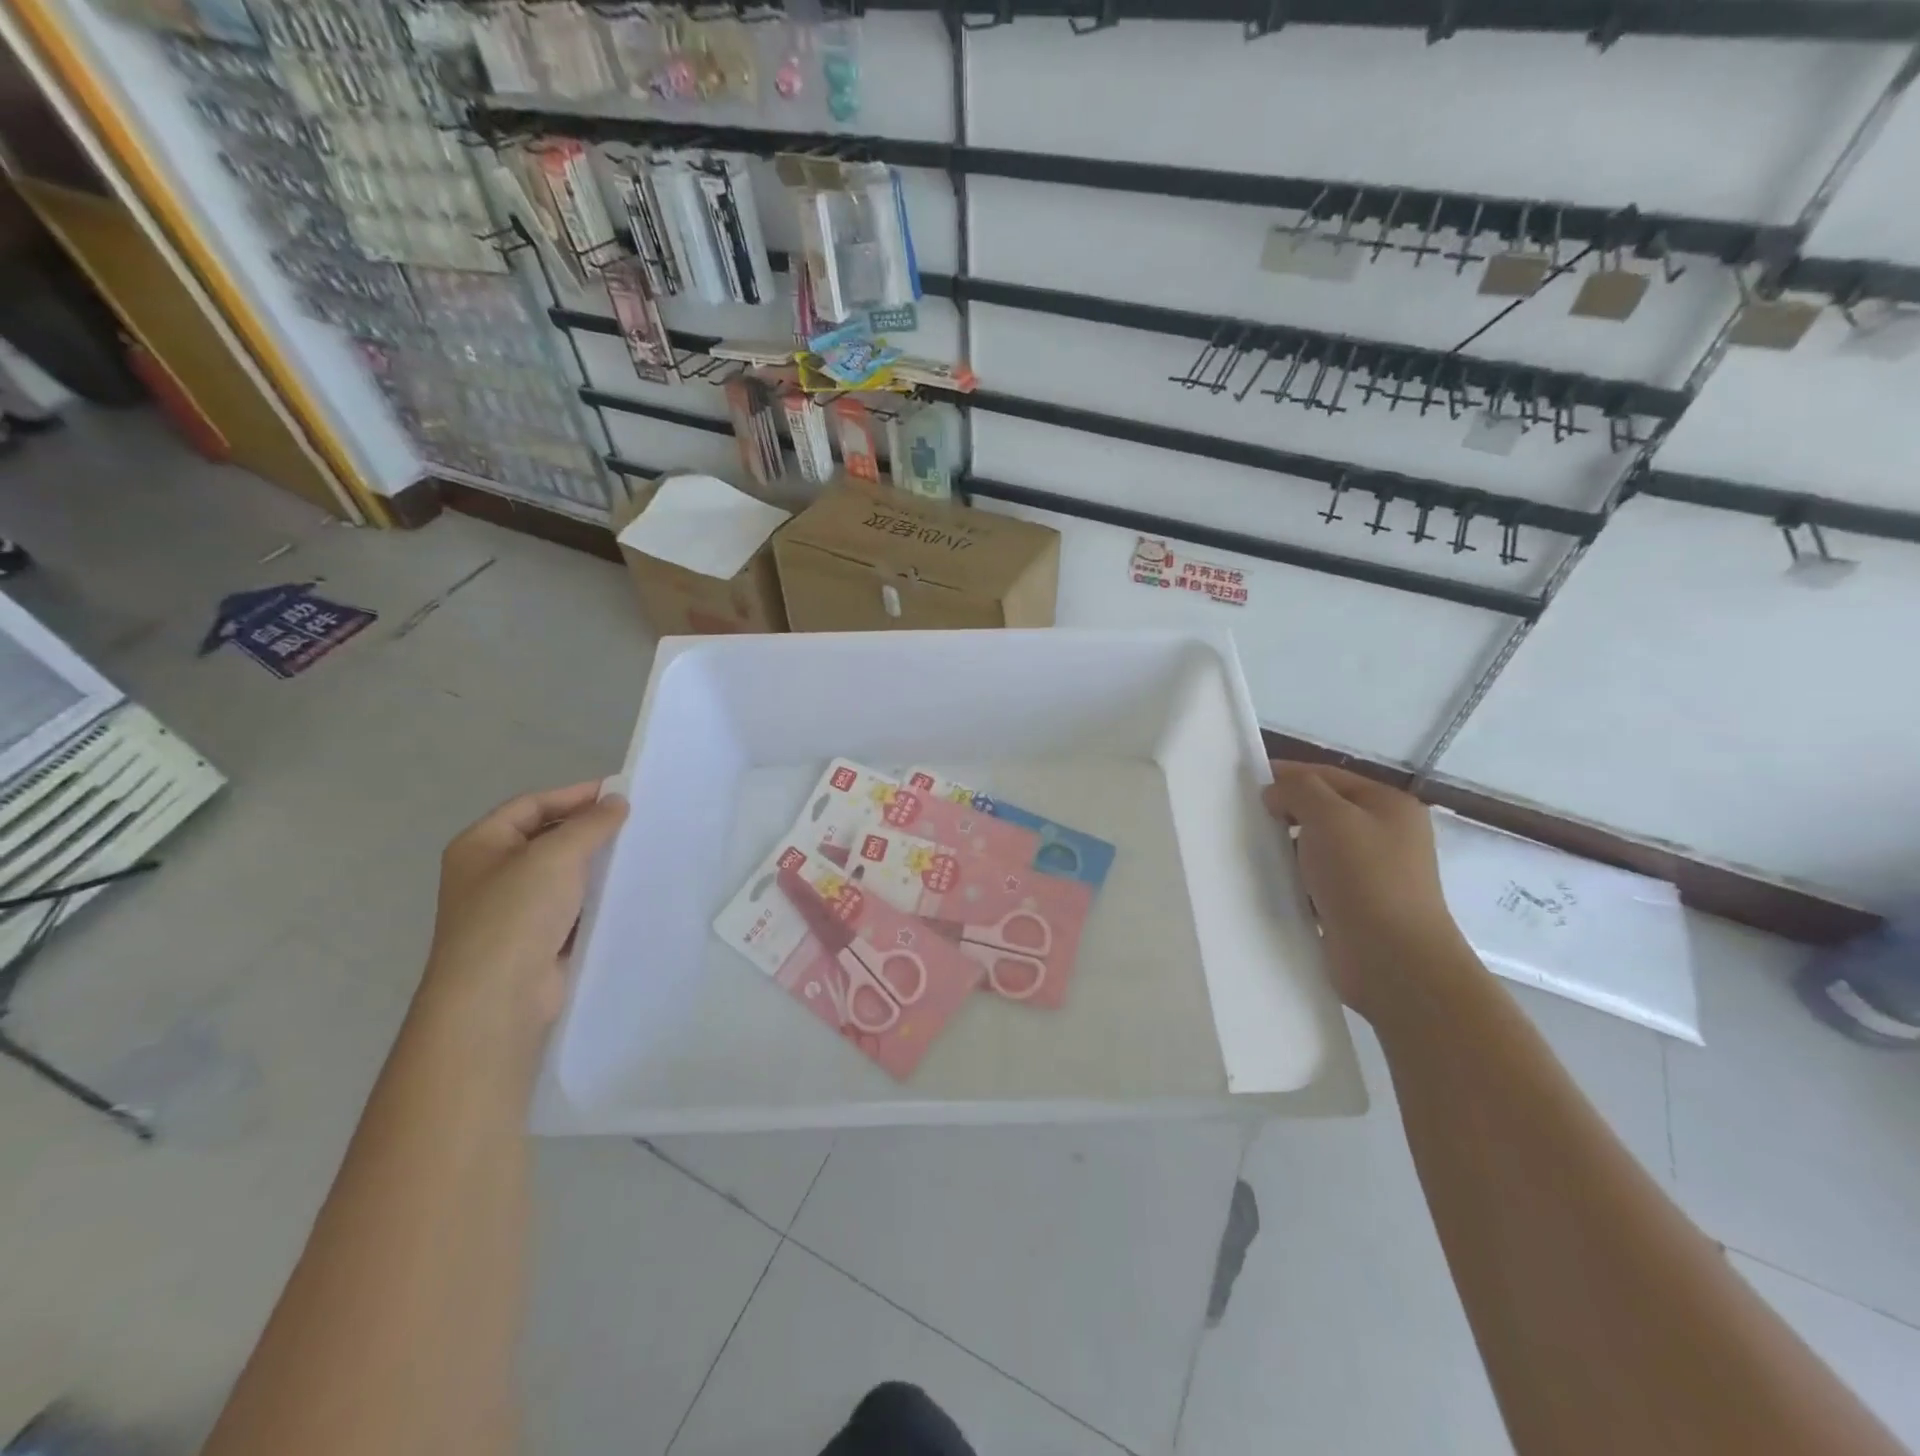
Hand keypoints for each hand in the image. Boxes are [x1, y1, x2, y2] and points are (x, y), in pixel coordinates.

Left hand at [421, 783, 628, 1039]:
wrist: (498, 997)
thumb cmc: (516, 913)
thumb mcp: (556, 854)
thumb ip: (590, 824)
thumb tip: (617, 801)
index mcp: (480, 845)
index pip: (532, 805)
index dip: (574, 795)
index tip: (620, 793)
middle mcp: (491, 874)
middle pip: (546, 838)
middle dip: (588, 830)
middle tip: (635, 822)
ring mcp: (513, 910)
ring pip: (562, 875)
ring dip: (595, 865)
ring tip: (638, 853)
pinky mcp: (537, 941)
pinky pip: (572, 907)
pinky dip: (596, 898)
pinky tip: (626, 892)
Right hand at [1264, 760, 1472, 1019]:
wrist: (1393, 960)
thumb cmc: (1365, 878)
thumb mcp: (1330, 817)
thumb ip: (1299, 790)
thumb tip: (1276, 792)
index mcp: (1389, 806)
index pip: (1329, 775)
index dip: (1289, 774)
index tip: (1247, 783)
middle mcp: (1386, 835)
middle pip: (1324, 810)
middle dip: (1286, 812)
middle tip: (1247, 819)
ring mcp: (1373, 873)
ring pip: (1317, 847)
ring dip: (1288, 848)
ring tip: (1253, 852)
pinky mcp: (1356, 906)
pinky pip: (1317, 880)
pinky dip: (1295, 879)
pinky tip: (1271, 883)